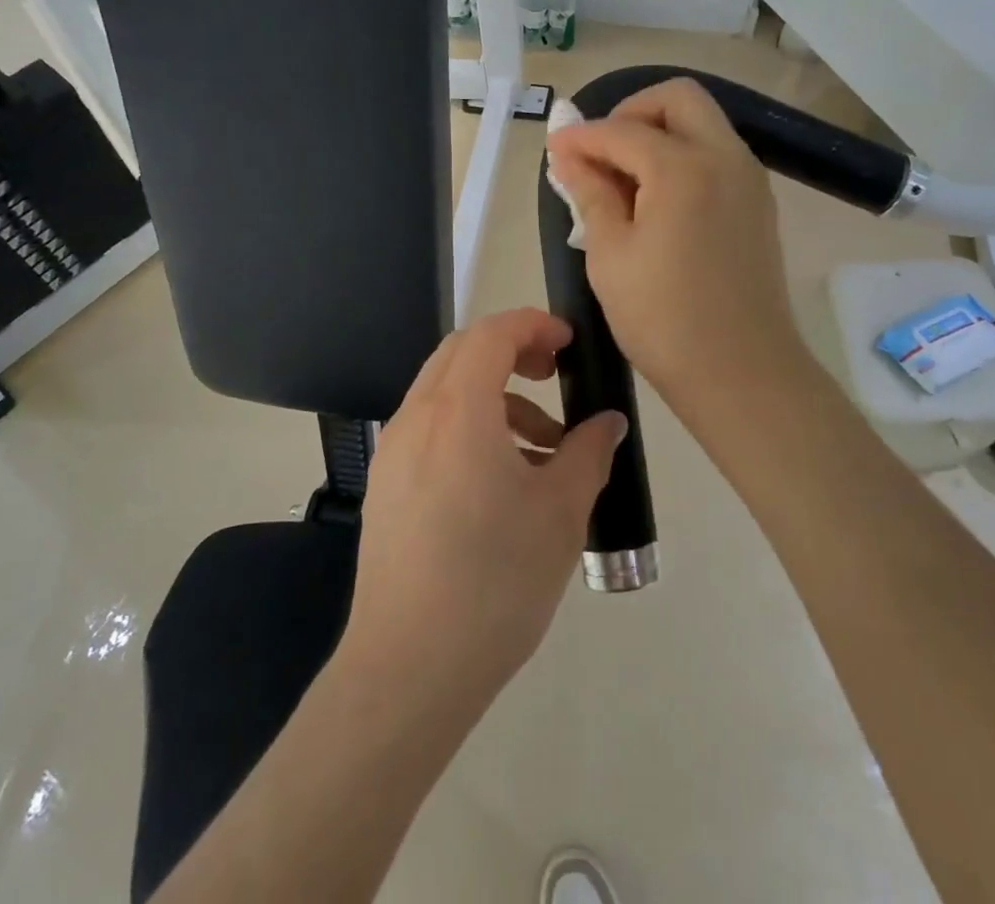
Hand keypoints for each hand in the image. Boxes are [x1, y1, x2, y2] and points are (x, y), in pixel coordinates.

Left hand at [341, 309, 627, 709]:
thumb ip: (588, 454)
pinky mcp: (386, 484)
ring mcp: (394, 451)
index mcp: (458, 410)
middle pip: (463, 352)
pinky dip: (469, 427)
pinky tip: (502, 482)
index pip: (492, 333)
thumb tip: (608, 423)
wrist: (409, 669)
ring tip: (543, 450)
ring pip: (445, 391)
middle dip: (512, 351)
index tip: (569, 343)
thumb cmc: (495, 583)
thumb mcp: (560, 514)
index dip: (534, 324)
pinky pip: (431, 428)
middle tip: (554, 378)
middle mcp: (417, 417)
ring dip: (495, 397)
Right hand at [546, 78, 823, 423]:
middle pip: (678, 98)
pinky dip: (683, 155)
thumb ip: (590, 194)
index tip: (555, 150)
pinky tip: (656, 198)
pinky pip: (717, 153)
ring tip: (624, 177)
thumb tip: (569, 155)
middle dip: (631, 112)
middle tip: (601, 150)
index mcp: (683, 169)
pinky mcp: (758, 203)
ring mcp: (748, 179)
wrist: (743, 373)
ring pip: (702, 123)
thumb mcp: (609, 255)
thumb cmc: (664, 320)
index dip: (581, 137)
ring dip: (659, 132)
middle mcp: (724, 158)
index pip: (621, 131)